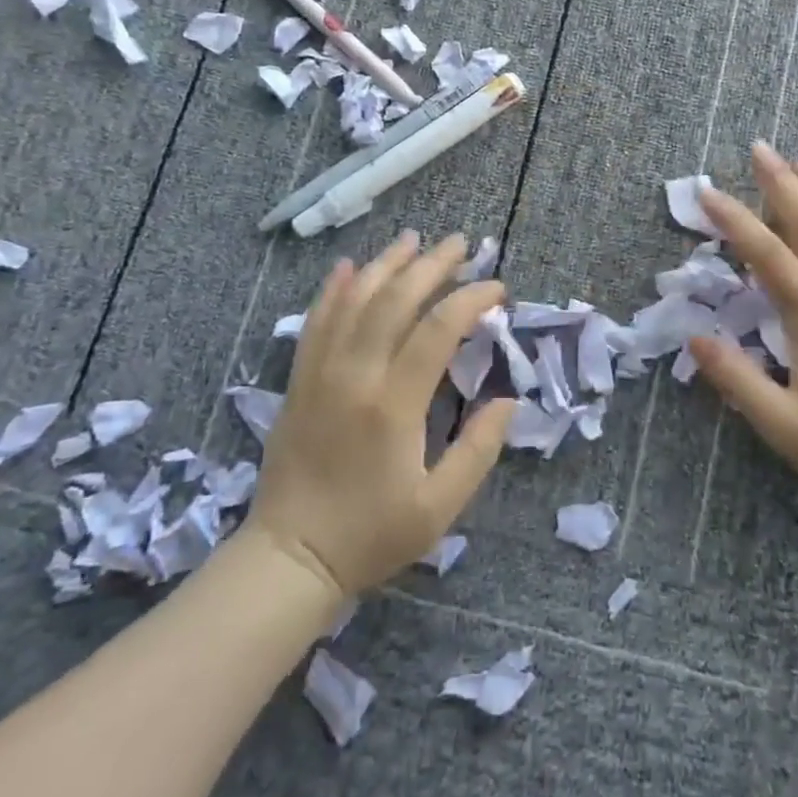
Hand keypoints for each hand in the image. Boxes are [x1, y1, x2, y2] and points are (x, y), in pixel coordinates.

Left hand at [246, 232, 515, 597]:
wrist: (290, 557)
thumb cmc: (371, 534)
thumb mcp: (439, 508)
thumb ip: (478, 451)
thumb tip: (508, 400)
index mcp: (394, 405)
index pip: (438, 329)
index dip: (472, 299)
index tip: (498, 289)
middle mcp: (355, 375)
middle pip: (395, 300)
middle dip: (432, 265)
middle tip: (461, 243)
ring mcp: (320, 374)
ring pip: (353, 300)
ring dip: (385, 264)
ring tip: (413, 240)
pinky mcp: (299, 381)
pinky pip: (316, 321)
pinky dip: (333, 289)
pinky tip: (348, 266)